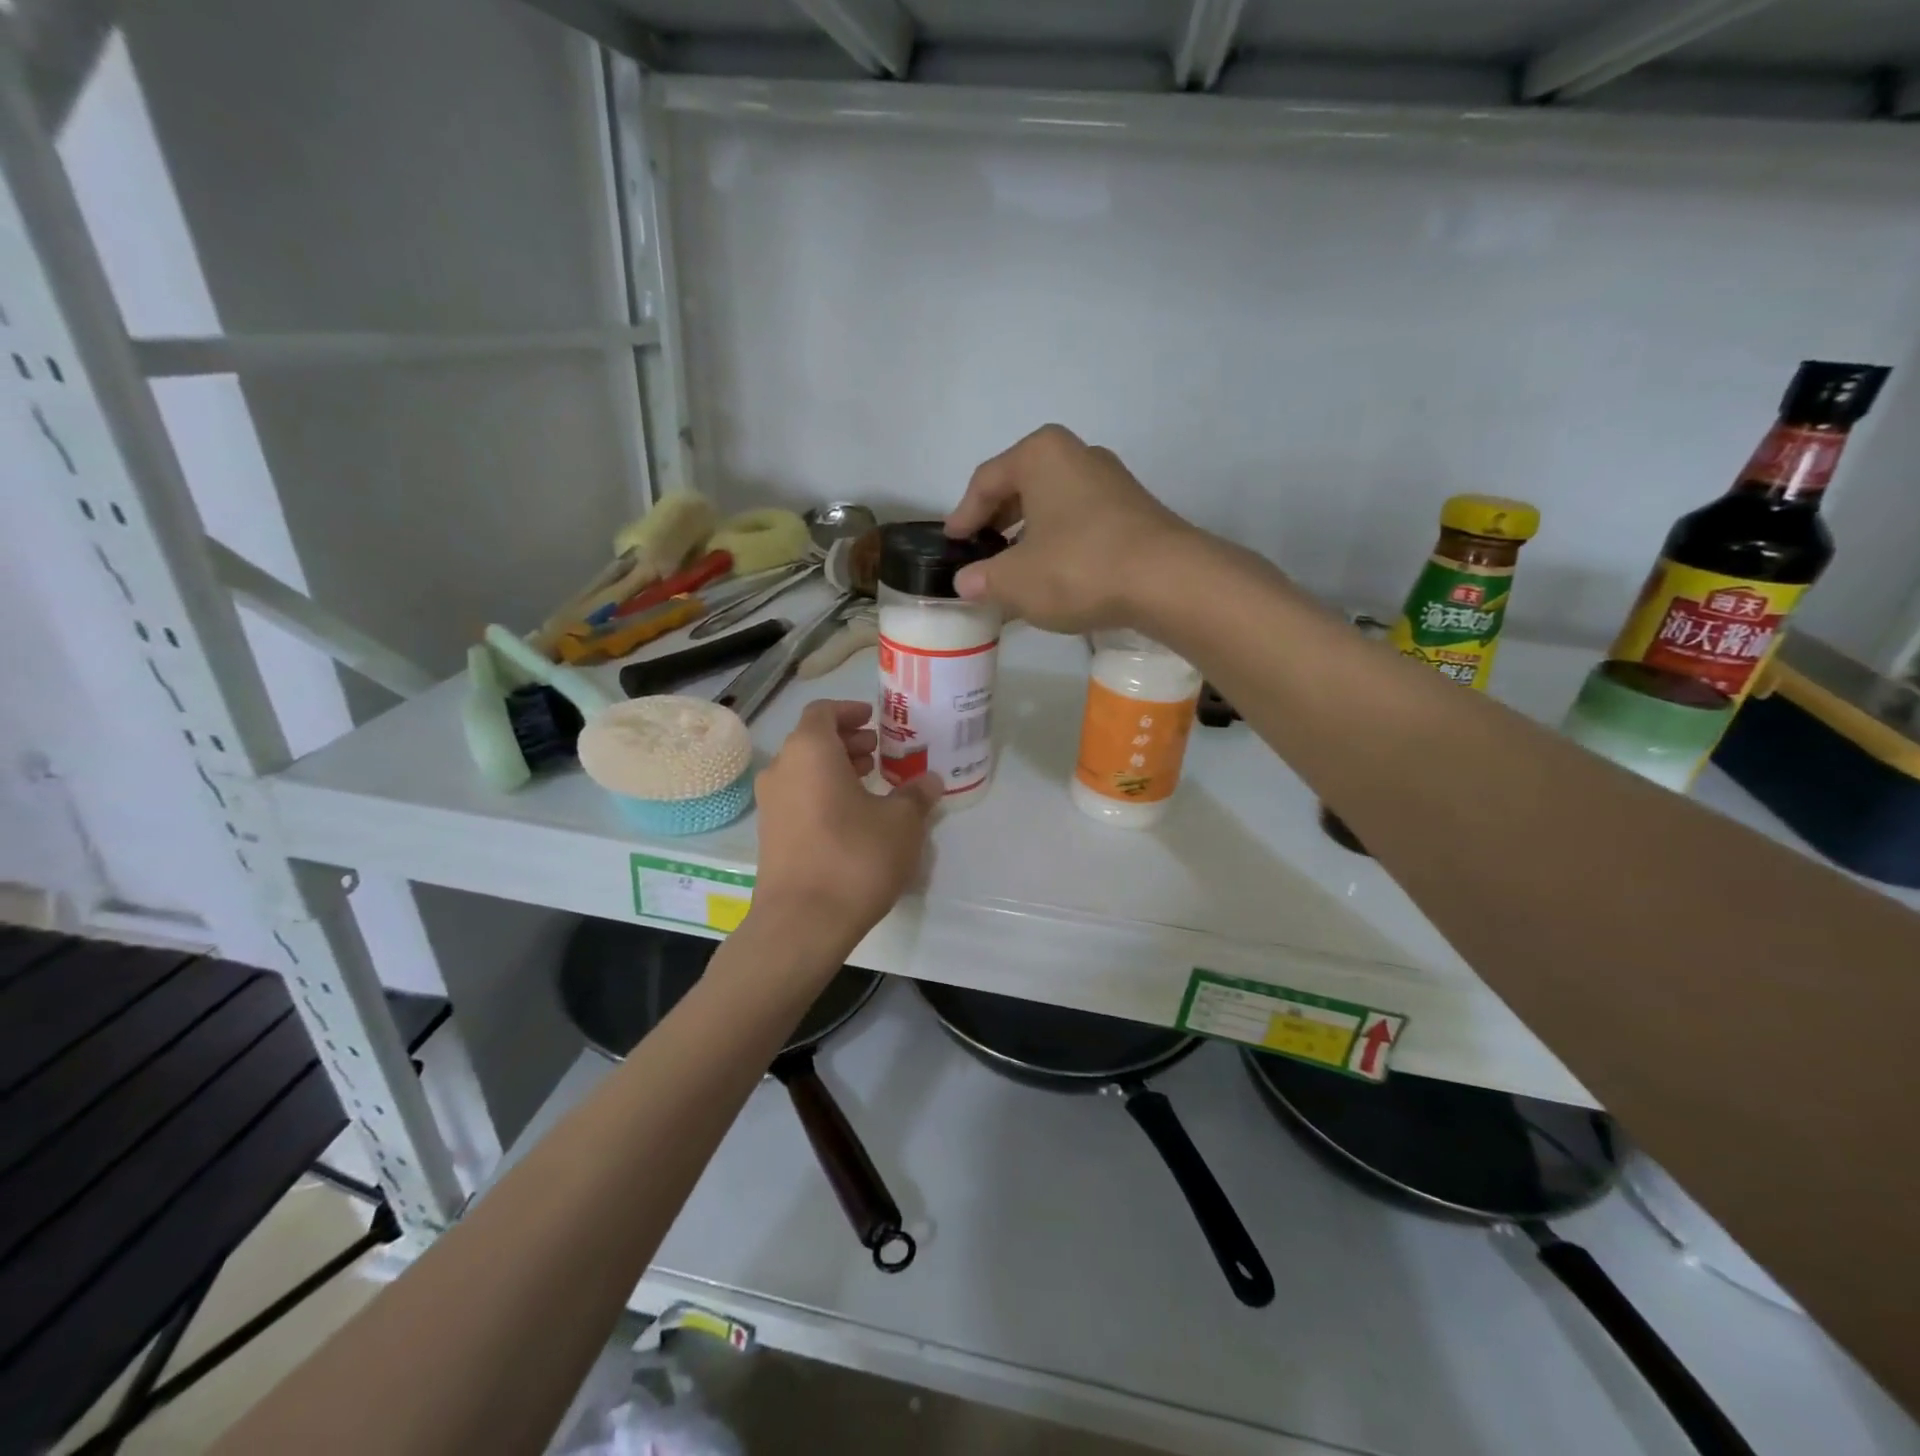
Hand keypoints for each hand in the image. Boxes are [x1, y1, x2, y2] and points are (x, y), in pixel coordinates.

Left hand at [749, 700, 943, 952]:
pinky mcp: (769, 834)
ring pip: (803, 769)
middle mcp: (782, 769)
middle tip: (879, 752)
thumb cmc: (855, 857)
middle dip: (847, 741)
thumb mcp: (901, 823)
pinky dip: (822, 792)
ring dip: (835, 768)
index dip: (850, 710)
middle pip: (812, 740)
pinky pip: (797, 796)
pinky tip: (852, 817)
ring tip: (870, 782)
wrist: (802, 922)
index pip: (823, 711)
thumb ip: (916, 795)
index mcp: (810, 751)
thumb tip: (930, 780)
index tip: (875, 719)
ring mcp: (770, 804)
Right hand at [944, 424, 1198, 633]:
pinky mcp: (1134, 510)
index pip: (986, 480)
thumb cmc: (1078, 568)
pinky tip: (1054, 573)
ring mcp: (1111, 481)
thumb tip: (966, 582)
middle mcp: (1077, 455)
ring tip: (1015, 568)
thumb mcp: (1015, 580)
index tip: (952, 542)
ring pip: (1053, 504)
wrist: (1167, 580)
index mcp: (1040, 455)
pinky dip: (1059, 542)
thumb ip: (983, 579)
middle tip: (980, 551)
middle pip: (1022, 486)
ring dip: (1029, 534)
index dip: (963, 515)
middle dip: (997, 521)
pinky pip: (1080, 520)